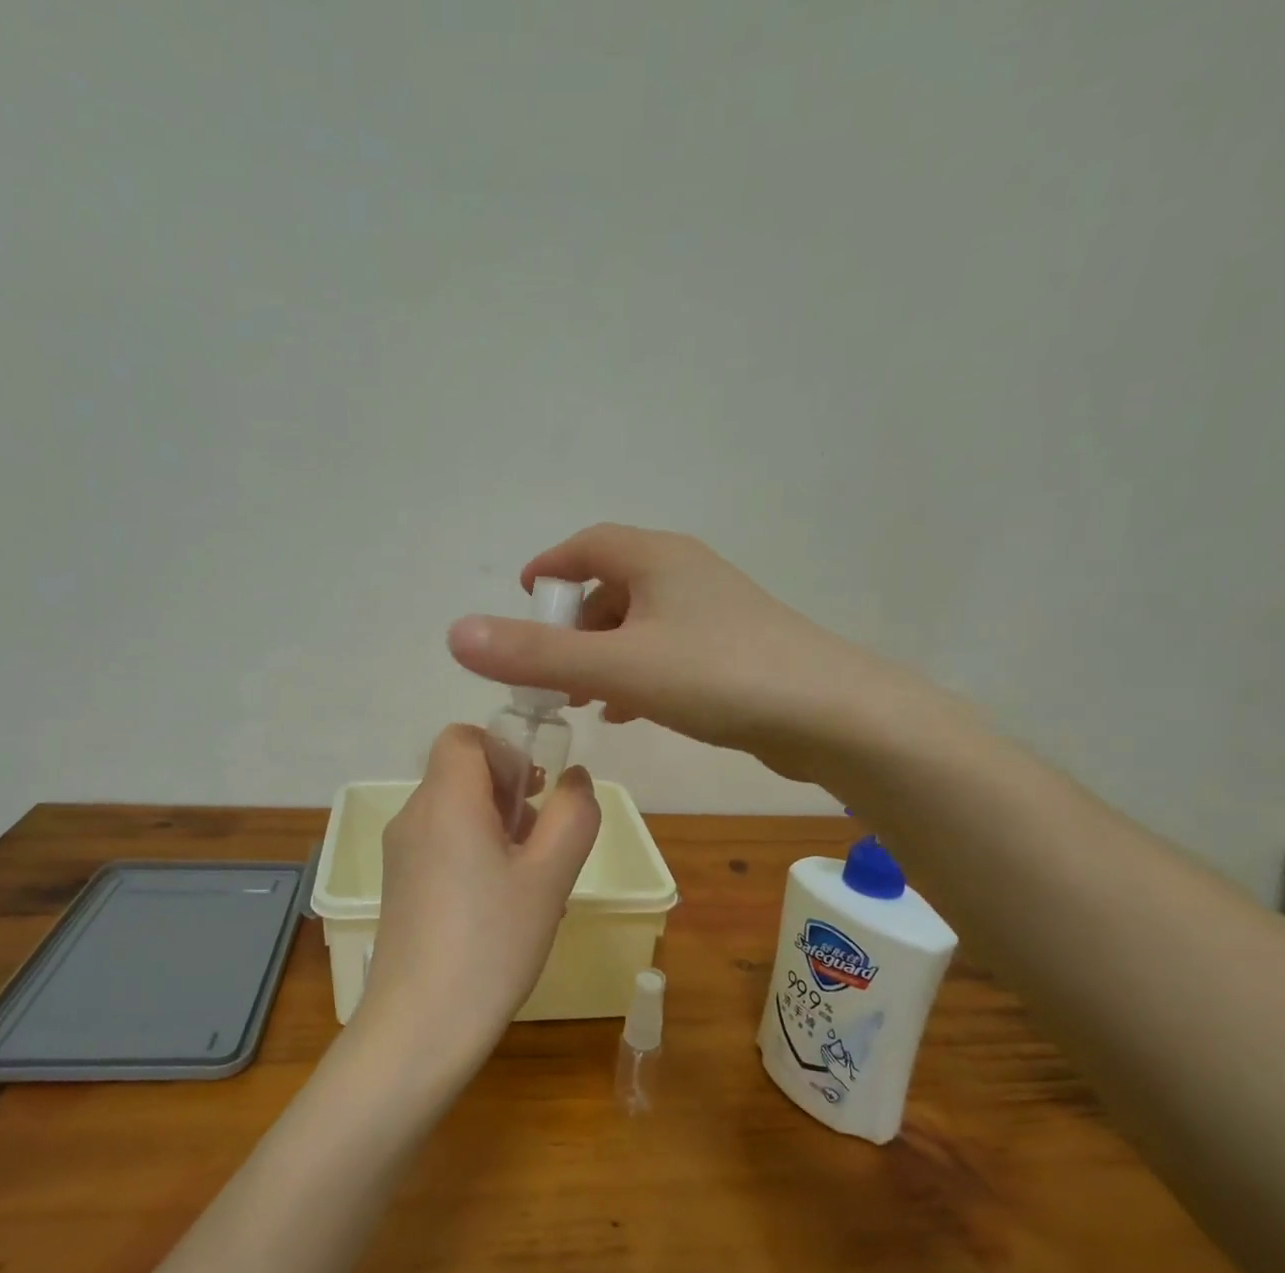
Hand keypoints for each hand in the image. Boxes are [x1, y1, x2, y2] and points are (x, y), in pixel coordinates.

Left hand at [349, 725, 600, 1074]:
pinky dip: (474, 854)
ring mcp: (400, 853)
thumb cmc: (492, 943)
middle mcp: (413, 816)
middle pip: (462, 774)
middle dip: (509, 794)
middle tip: (541, 845)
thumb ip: (573, 815)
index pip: (464, 737)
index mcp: (445, 800)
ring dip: (496, 828)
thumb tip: (574, 778)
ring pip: (455, 812)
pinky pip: (442, 845)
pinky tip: (499, 907)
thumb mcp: (550, 876)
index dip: (505, 752)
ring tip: (529, 884)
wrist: (420, 1027)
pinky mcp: (399, 885)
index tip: (535, 795)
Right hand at [447, 524, 920, 778]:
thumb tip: (455, 634)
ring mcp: (716, 612)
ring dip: (603, 654)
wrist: (829, 714)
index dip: (548, 570)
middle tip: (546, 671)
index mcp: (656, 560)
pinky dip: (638, 674)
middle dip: (572, 626)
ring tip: (579, 697)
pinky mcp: (735, 651)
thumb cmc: (717, 676)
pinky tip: (630, 710)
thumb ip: (535, 654)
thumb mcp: (616, 667)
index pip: (586, 546)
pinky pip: (669, 652)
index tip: (521, 603)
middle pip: (611, 586)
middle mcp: (687, 574)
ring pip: (640, 624)